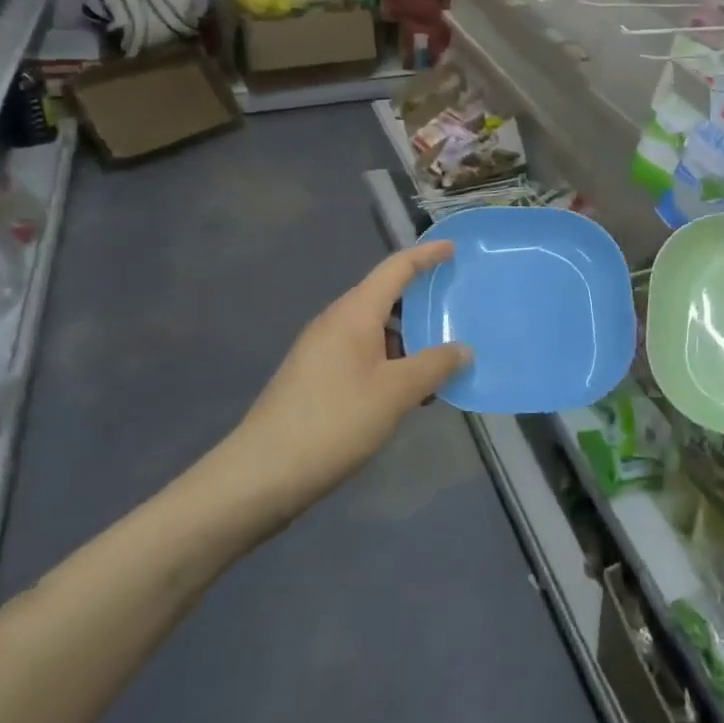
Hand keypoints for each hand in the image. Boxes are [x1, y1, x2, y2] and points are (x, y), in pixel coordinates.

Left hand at [189, 241, 469, 544]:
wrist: (260, 475)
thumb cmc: (334, 421)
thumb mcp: (395, 393)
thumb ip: (434, 366)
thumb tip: (463, 349)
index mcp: (354, 312)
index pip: (396, 268)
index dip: (426, 255)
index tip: (453, 248)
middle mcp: (335, 322)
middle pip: (385, 297)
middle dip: (420, 300)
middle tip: (455, 308)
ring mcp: (321, 350)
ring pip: (374, 329)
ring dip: (407, 338)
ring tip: (439, 359)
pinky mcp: (314, 378)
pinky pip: (362, 353)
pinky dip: (389, 361)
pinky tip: (406, 391)